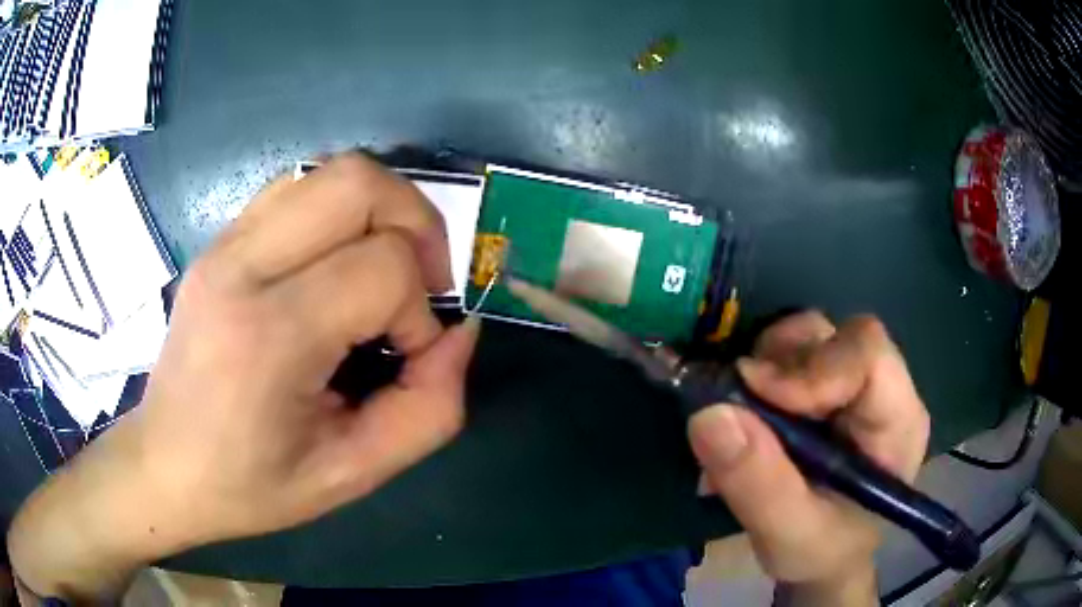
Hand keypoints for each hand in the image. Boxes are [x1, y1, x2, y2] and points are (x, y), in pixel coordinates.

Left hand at [8, 153, 479, 599]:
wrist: (164, 465)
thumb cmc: (250, 484)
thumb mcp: (352, 474)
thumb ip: (428, 410)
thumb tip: (459, 334)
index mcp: (269, 335)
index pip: (382, 267)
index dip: (420, 311)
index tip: (405, 357)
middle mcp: (241, 267)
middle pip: (358, 182)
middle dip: (416, 222)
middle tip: (419, 282)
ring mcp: (224, 244)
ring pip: (329, 172)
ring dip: (379, 210)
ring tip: (381, 267)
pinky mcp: (219, 241)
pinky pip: (296, 189)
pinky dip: (337, 212)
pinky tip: (333, 264)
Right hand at [688, 311, 928, 605]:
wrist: (822, 559)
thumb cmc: (820, 552)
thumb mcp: (787, 534)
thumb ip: (756, 483)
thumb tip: (708, 414)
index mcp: (897, 421)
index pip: (868, 354)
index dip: (812, 365)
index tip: (753, 393)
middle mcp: (883, 389)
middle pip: (836, 336)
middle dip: (782, 363)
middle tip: (740, 405)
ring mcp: (855, 383)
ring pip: (811, 336)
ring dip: (767, 365)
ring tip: (745, 417)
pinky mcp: (828, 385)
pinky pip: (792, 353)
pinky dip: (760, 373)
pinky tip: (748, 413)